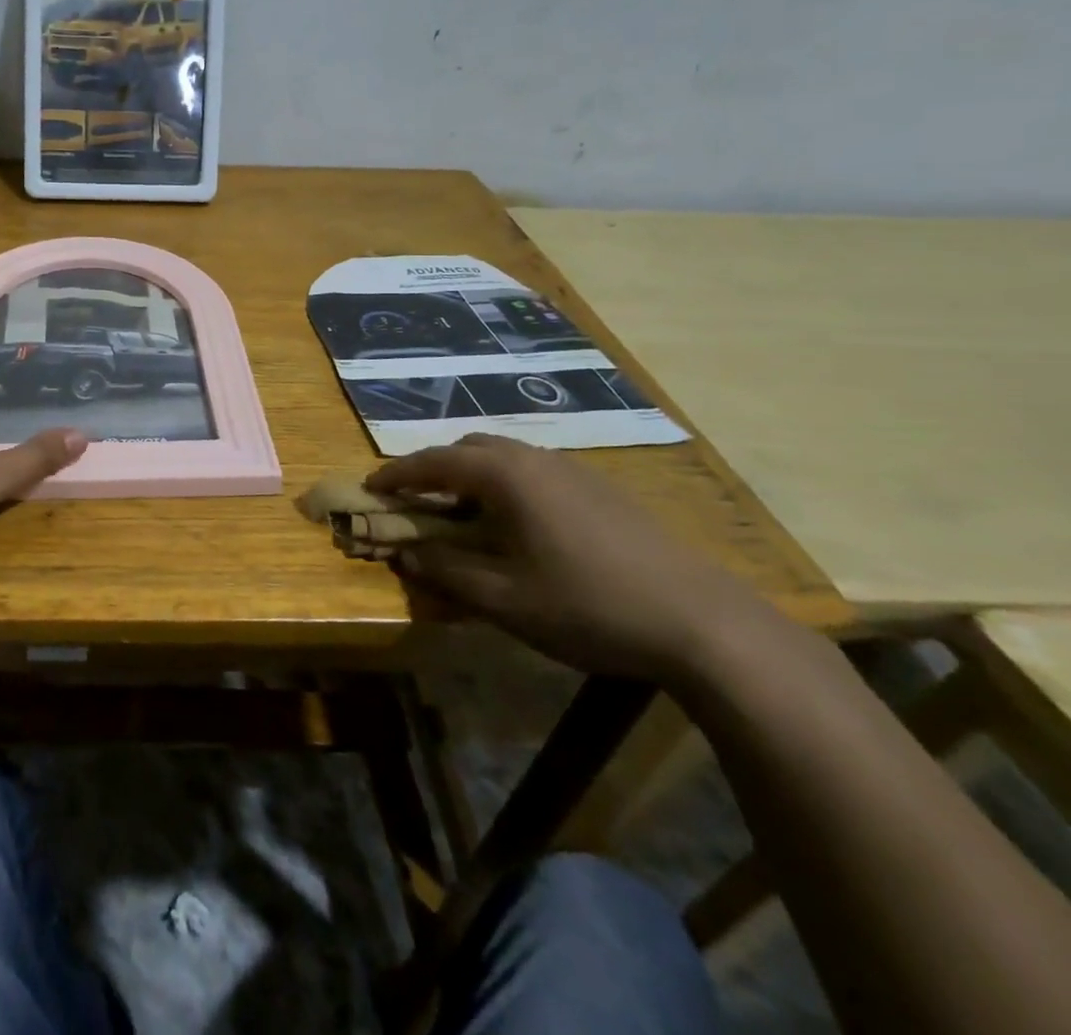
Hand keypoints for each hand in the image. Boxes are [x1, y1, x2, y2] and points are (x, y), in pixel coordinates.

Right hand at [366, 434, 777, 681]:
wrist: (703, 622)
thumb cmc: (588, 606)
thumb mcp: (503, 599)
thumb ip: (445, 571)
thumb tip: (406, 553)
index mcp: (505, 476)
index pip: (432, 462)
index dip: (395, 475)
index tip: (369, 488)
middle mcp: (535, 460)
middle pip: (467, 449)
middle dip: (433, 470)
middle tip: (414, 502)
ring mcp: (573, 470)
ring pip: (504, 457)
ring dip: (470, 476)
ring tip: (461, 514)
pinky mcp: (601, 489)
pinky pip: (533, 471)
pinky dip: (504, 485)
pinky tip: (516, 524)